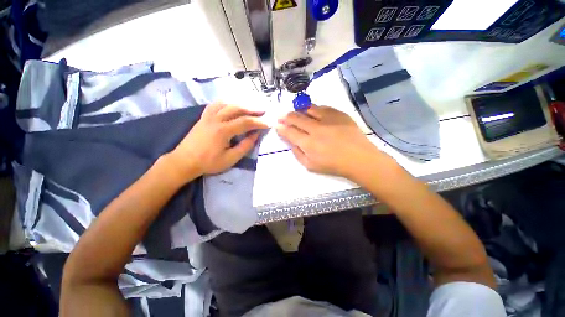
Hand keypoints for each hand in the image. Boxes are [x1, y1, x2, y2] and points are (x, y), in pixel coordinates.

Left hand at [167, 102, 267, 180]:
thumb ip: (245, 146)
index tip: (268, 123)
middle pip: (237, 109)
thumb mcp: (231, 159)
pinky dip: (226, 103)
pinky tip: (231, 105)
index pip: (245, 122)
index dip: (259, 122)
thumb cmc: (208, 163)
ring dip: (240, 104)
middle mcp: (216, 119)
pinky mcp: (203, 118)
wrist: (184, 162)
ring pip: (226, 104)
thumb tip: (256, 135)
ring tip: (250, 107)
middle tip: (263, 111)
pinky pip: (215, 105)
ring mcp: (208, 117)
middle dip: (252, 109)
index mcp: (223, 131)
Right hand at [276, 105, 389, 179]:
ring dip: (298, 110)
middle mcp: (316, 129)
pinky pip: (322, 107)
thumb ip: (297, 153)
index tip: (276, 125)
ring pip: (307, 109)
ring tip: (295, 112)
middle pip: (296, 118)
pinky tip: (312, 112)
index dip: (280, 127)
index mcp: (308, 143)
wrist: (358, 158)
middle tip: (281, 116)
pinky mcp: (338, 114)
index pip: (289, 132)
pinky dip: (314, 109)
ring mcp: (328, 119)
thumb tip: (290, 141)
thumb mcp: (310, 166)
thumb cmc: (333, 165)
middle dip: (285, 116)